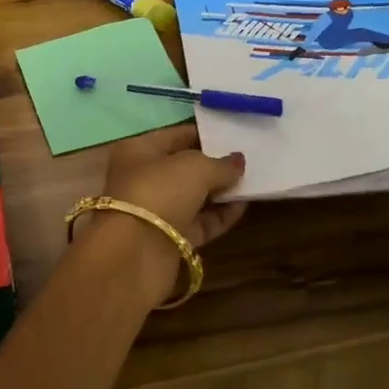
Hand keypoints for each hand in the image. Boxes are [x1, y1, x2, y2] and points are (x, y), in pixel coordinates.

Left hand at [75, 125, 247, 304]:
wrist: (135, 254)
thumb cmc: (160, 192)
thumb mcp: (196, 168)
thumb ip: (221, 164)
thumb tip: (239, 161)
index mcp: (139, 151)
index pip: (176, 136)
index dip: (205, 134)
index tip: (234, 136)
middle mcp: (144, 178)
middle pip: (185, 168)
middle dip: (214, 165)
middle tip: (248, 160)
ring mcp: (156, 211)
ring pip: (194, 197)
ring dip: (220, 191)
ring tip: (253, 182)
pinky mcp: (169, 240)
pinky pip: (199, 222)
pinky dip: (220, 216)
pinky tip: (244, 206)